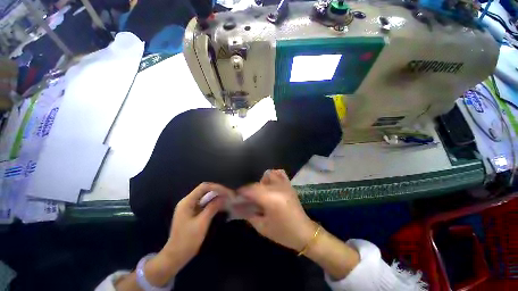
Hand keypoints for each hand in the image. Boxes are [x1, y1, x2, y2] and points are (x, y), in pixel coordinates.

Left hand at [161, 182, 233, 269]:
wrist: (175, 256)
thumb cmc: (188, 240)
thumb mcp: (202, 223)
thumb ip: (212, 207)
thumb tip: (223, 197)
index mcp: (187, 202)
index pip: (203, 187)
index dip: (216, 187)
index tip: (226, 191)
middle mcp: (187, 202)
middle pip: (204, 191)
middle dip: (217, 191)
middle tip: (228, 195)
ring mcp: (189, 207)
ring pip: (204, 197)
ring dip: (215, 197)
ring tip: (226, 199)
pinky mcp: (191, 213)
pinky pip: (203, 204)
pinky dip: (212, 203)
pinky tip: (219, 206)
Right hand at [237, 170, 316, 251]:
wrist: (304, 232)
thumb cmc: (283, 233)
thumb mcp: (262, 227)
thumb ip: (248, 214)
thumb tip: (235, 206)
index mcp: (270, 199)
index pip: (251, 189)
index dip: (241, 191)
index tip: (235, 195)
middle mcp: (277, 187)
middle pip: (257, 183)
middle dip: (248, 188)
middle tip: (244, 197)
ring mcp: (284, 184)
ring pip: (266, 175)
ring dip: (259, 182)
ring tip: (258, 192)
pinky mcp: (288, 184)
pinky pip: (278, 173)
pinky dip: (271, 176)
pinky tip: (268, 183)